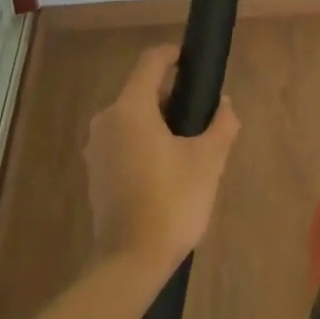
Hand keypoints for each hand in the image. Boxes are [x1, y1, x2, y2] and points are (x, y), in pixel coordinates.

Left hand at [84, 45, 240, 279]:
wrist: (130, 263)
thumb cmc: (171, 202)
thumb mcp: (209, 160)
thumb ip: (221, 125)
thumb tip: (224, 105)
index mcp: (131, 108)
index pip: (151, 61)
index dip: (174, 55)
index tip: (195, 64)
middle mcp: (107, 120)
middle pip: (142, 91)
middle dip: (172, 96)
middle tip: (201, 116)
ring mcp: (96, 148)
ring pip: (133, 117)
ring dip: (159, 122)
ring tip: (189, 145)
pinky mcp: (95, 173)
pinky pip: (123, 141)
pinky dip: (144, 142)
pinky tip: (167, 168)